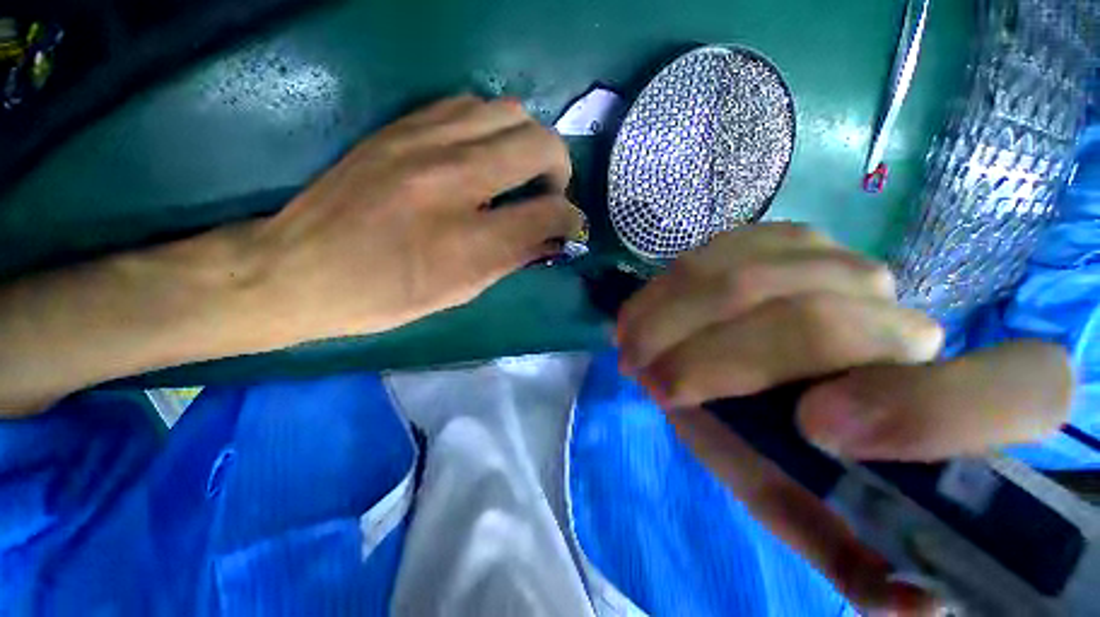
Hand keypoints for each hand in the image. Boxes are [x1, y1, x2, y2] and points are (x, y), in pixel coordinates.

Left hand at [252, 95, 583, 341]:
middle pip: (539, 144)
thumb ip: (512, 259)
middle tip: (549, 193)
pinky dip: (492, 126)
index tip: (570, 225)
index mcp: (467, 238)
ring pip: (508, 111)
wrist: (298, 269)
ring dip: (528, 141)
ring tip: (519, 171)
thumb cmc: (384, 296)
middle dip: (560, 169)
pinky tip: (485, 152)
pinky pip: (469, 104)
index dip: (570, 218)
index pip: (548, 212)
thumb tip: (552, 239)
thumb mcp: (459, 292)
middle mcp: (452, 178)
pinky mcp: (401, 127)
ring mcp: (423, 141)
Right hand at [615, 223, 1072, 613]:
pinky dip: (667, 290)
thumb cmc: (773, 438)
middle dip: (709, 359)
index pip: (1023, 388)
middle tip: (649, 383)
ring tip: (632, 347)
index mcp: (944, 402)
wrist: (747, 362)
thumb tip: (914, 606)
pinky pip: (717, 253)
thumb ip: (845, 551)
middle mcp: (905, 316)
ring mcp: (840, 261)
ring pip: (747, 280)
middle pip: (815, 324)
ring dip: (672, 320)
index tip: (814, 430)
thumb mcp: (798, 500)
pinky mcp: (785, 236)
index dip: (932, 413)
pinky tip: (645, 313)